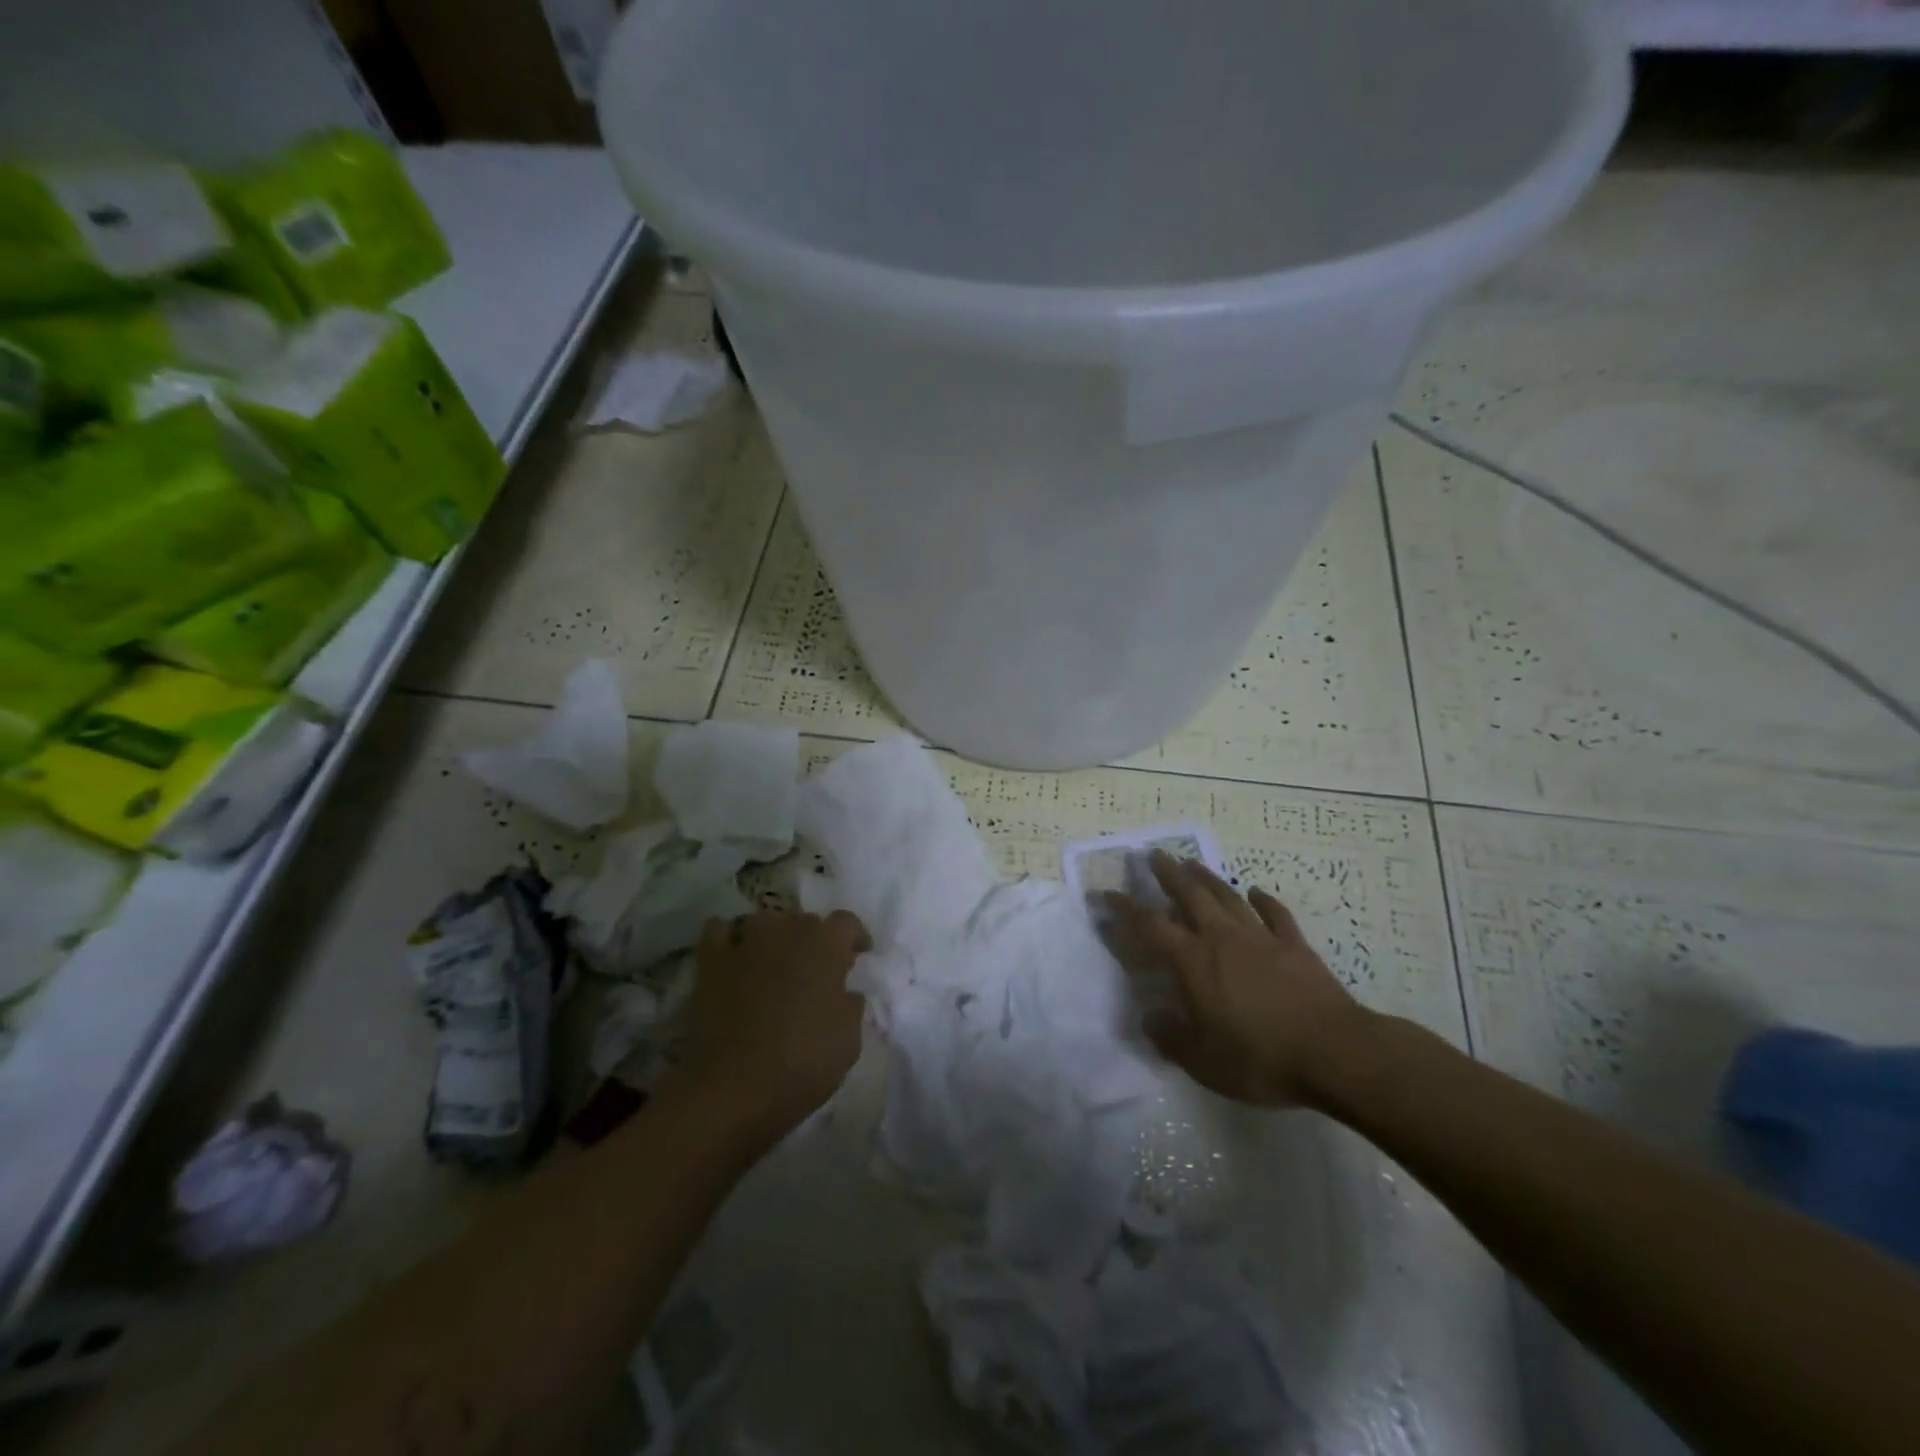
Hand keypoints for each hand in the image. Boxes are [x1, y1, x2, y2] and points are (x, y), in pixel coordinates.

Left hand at [672, 909, 871, 1134]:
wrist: (731, 1088)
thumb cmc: (801, 1064)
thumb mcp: (848, 1042)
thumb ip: (851, 1006)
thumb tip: (846, 993)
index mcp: (825, 946)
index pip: (847, 922)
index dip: (855, 937)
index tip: (859, 956)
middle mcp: (787, 932)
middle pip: (806, 921)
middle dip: (815, 940)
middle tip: (816, 970)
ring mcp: (745, 943)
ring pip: (764, 921)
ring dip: (774, 936)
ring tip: (775, 961)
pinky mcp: (710, 961)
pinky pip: (719, 930)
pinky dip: (728, 937)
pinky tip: (733, 954)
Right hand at [1108, 853, 1373, 1108]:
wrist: (1335, 1052)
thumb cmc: (1262, 1059)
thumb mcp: (1204, 1062)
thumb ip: (1171, 1039)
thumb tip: (1149, 1019)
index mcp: (1194, 962)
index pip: (1151, 927)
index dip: (1127, 910)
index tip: (1108, 894)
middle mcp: (1222, 939)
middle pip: (1190, 896)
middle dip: (1168, 874)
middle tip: (1153, 855)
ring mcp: (1261, 938)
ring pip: (1228, 897)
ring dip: (1207, 878)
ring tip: (1192, 862)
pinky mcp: (1294, 945)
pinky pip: (1275, 914)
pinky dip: (1263, 900)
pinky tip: (1255, 892)